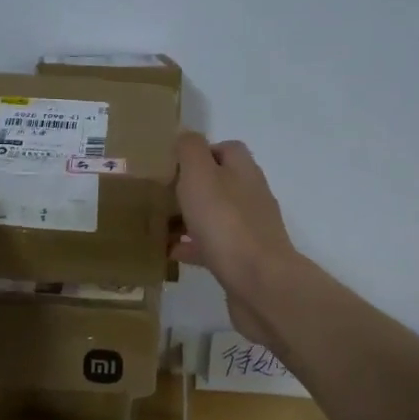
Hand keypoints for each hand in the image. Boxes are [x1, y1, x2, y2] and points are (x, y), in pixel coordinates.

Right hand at [172, 132, 298, 348]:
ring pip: (216, 217)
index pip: (226, 149)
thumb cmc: (226, 223)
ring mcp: (250, 231)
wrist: (259, 283)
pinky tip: (171, 254)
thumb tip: (185, 136)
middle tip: (160, 195)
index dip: (200, 152)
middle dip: (191, 188)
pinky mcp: (243, 261)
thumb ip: (190, 150)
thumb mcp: (200, 176)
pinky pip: (214, 248)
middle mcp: (251, 197)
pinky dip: (193, 247)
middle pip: (221, 184)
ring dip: (190, 219)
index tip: (171, 164)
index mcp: (244, 172)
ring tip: (159, 225)